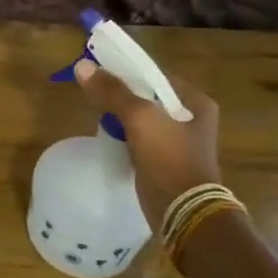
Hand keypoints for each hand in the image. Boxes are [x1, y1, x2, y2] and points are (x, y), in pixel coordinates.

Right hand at [74, 59, 221, 230]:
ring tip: (94, 106)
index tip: (100, 67)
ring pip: (141, 117)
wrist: (182, 210)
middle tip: (93, 87)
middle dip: (121, 91)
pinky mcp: (163, 159)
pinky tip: (105, 131)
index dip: (128, 69)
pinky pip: (138, 137)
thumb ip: (112, 91)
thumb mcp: (140, 117)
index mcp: (195, 101)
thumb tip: (82, 66)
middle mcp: (190, 118)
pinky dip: (123, 132)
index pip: (156, 75)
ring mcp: (177, 140)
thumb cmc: (168, 156)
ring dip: (120, 112)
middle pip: (148, 95)